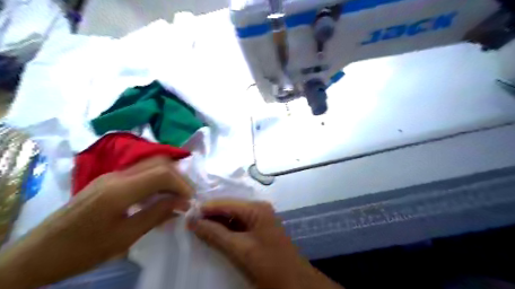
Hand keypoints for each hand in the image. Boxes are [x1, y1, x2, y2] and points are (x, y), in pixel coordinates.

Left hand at [0, 158, 193, 288]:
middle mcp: (117, 175)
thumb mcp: (124, 237)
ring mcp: (111, 175)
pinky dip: (155, 180)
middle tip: (186, 197)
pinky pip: (140, 173)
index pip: (162, 173)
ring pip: (150, 165)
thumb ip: (156, 214)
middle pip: (158, 163)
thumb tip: (182, 203)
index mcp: (119, 190)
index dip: (182, 184)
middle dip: (178, 178)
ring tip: (175, 197)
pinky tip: (157, 197)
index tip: (190, 200)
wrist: (38, 254)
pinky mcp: (108, 180)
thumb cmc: (82, 250)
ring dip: (168, 177)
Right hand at [191, 199, 343, 288]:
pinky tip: (213, 234)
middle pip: (229, 208)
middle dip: (210, 215)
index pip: (226, 203)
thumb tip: (192, 221)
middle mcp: (258, 209)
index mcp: (256, 209)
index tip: (186, 215)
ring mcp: (259, 219)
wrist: (293, 283)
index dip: (206, 208)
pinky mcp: (259, 230)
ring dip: (217, 223)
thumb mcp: (239, 249)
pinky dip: (226, 230)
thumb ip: (215, 234)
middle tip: (189, 222)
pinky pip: (239, 225)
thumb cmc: (268, 264)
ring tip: (197, 228)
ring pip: (233, 217)